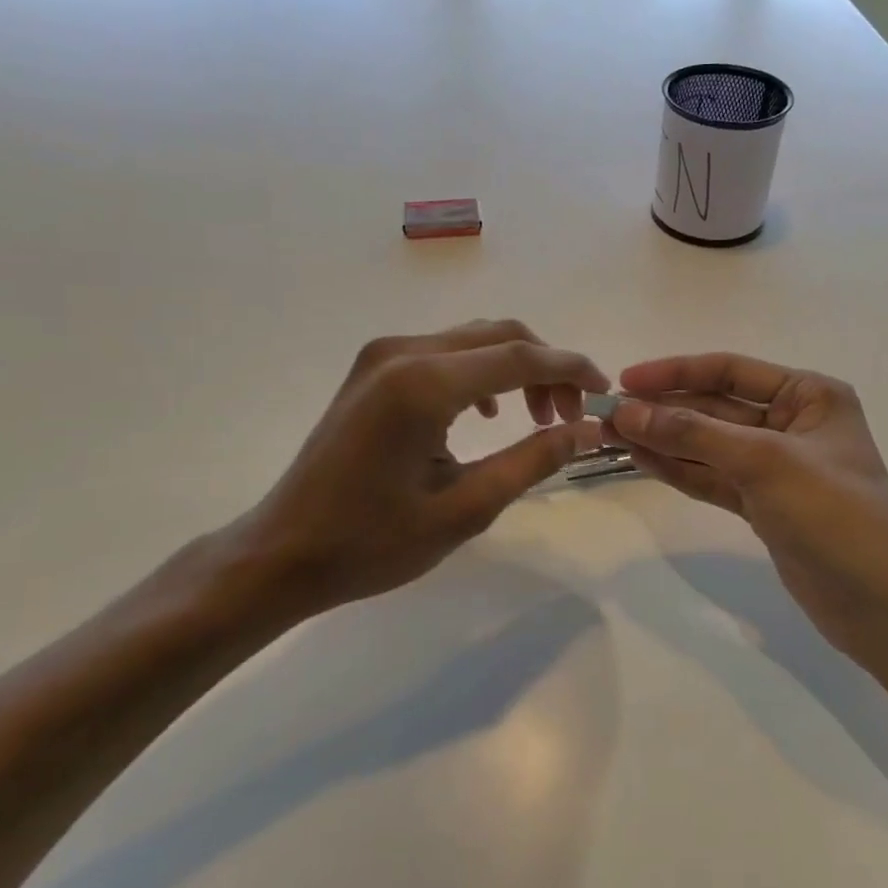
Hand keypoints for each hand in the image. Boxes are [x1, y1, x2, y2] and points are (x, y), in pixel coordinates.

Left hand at [227, 321, 608, 619]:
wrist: (282, 552)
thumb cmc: (372, 543)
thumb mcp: (465, 508)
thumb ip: (532, 461)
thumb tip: (586, 430)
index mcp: (424, 384)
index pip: (519, 356)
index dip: (571, 369)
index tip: (604, 391)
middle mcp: (403, 352)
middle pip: (498, 336)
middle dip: (546, 368)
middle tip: (570, 416)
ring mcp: (382, 356)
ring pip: (472, 340)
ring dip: (515, 368)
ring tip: (539, 417)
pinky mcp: (372, 370)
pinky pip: (443, 353)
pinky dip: (480, 373)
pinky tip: (489, 414)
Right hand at [608, 353, 887, 662]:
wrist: (882, 606)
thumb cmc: (834, 515)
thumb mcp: (764, 462)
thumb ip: (693, 434)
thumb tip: (627, 411)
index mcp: (809, 395)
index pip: (730, 370)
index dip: (675, 372)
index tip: (625, 381)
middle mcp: (792, 423)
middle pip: (714, 408)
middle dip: (663, 410)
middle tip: (607, 414)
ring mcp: (776, 467)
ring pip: (708, 445)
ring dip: (663, 440)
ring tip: (611, 436)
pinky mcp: (764, 505)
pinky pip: (713, 478)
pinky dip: (679, 470)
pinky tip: (641, 460)